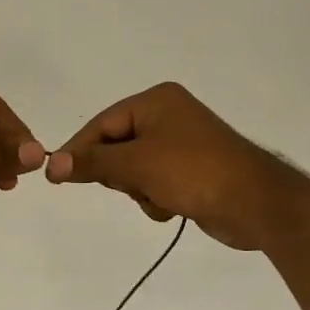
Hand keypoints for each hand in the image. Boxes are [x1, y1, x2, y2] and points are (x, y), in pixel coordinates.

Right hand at [45, 82, 300, 250]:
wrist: (257, 203)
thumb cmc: (194, 171)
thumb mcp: (137, 164)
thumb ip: (93, 163)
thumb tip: (52, 164)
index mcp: (156, 101)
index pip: (102, 124)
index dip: (79, 150)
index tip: (57, 176)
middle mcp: (168, 116)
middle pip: (116, 146)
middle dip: (120, 173)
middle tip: (132, 185)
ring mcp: (181, 144)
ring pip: (133, 169)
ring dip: (139, 190)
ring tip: (159, 198)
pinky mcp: (191, 171)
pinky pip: (154, 182)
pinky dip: (156, 197)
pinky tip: (172, 207)